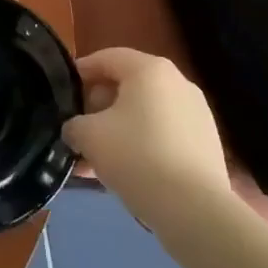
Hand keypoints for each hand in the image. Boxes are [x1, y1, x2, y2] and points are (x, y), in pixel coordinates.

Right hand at [62, 49, 231, 227]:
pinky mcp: (205, 143)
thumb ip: (74, 125)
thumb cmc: (137, 157)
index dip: (80, 72)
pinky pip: (162, 134)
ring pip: (144, 114)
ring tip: (93, 159)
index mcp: (149, 69)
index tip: (62, 92)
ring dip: (117, 130)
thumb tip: (76, 129)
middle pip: (127, 85)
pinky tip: (121, 172)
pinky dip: (140, 145)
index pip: (106, 58)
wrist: (195, 209)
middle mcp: (177, 82)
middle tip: (77, 129)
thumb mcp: (89, 136)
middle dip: (98, 106)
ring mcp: (196, 114)